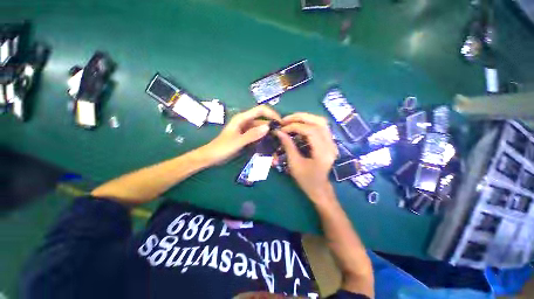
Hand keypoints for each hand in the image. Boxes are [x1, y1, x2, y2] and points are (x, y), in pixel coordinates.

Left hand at [200, 105, 280, 164]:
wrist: (211, 157)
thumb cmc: (221, 148)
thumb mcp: (237, 142)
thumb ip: (252, 135)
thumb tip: (268, 127)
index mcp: (242, 118)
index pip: (260, 110)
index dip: (272, 114)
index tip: (280, 123)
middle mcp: (246, 122)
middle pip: (263, 121)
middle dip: (272, 127)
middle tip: (282, 137)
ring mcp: (247, 130)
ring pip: (261, 130)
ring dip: (269, 136)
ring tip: (278, 144)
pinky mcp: (247, 138)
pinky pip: (258, 137)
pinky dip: (264, 141)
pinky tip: (270, 147)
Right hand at [275, 113, 337, 202]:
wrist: (319, 188)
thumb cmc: (306, 180)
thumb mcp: (294, 164)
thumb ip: (288, 146)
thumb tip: (279, 132)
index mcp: (323, 153)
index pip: (311, 131)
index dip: (295, 127)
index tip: (282, 129)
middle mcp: (331, 145)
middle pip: (319, 122)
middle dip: (301, 117)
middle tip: (286, 119)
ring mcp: (332, 143)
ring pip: (321, 122)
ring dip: (306, 118)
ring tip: (291, 120)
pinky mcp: (330, 142)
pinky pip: (321, 127)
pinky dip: (309, 123)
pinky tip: (299, 125)